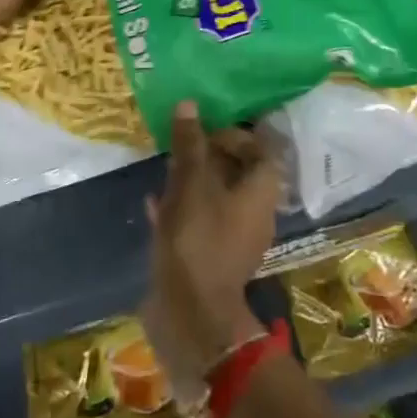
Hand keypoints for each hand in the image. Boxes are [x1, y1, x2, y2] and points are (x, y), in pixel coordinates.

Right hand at [140, 103, 281, 395]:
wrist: (191, 312)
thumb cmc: (197, 239)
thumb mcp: (190, 184)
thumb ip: (190, 144)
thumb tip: (190, 104)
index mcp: (261, 191)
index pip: (261, 150)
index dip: (235, 134)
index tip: (204, 131)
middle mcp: (256, 213)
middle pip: (239, 173)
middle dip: (210, 155)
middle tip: (180, 146)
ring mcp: (237, 238)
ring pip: (219, 197)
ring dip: (195, 180)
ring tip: (165, 170)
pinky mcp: (215, 257)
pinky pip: (203, 221)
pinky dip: (184, 208)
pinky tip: (155, 204)